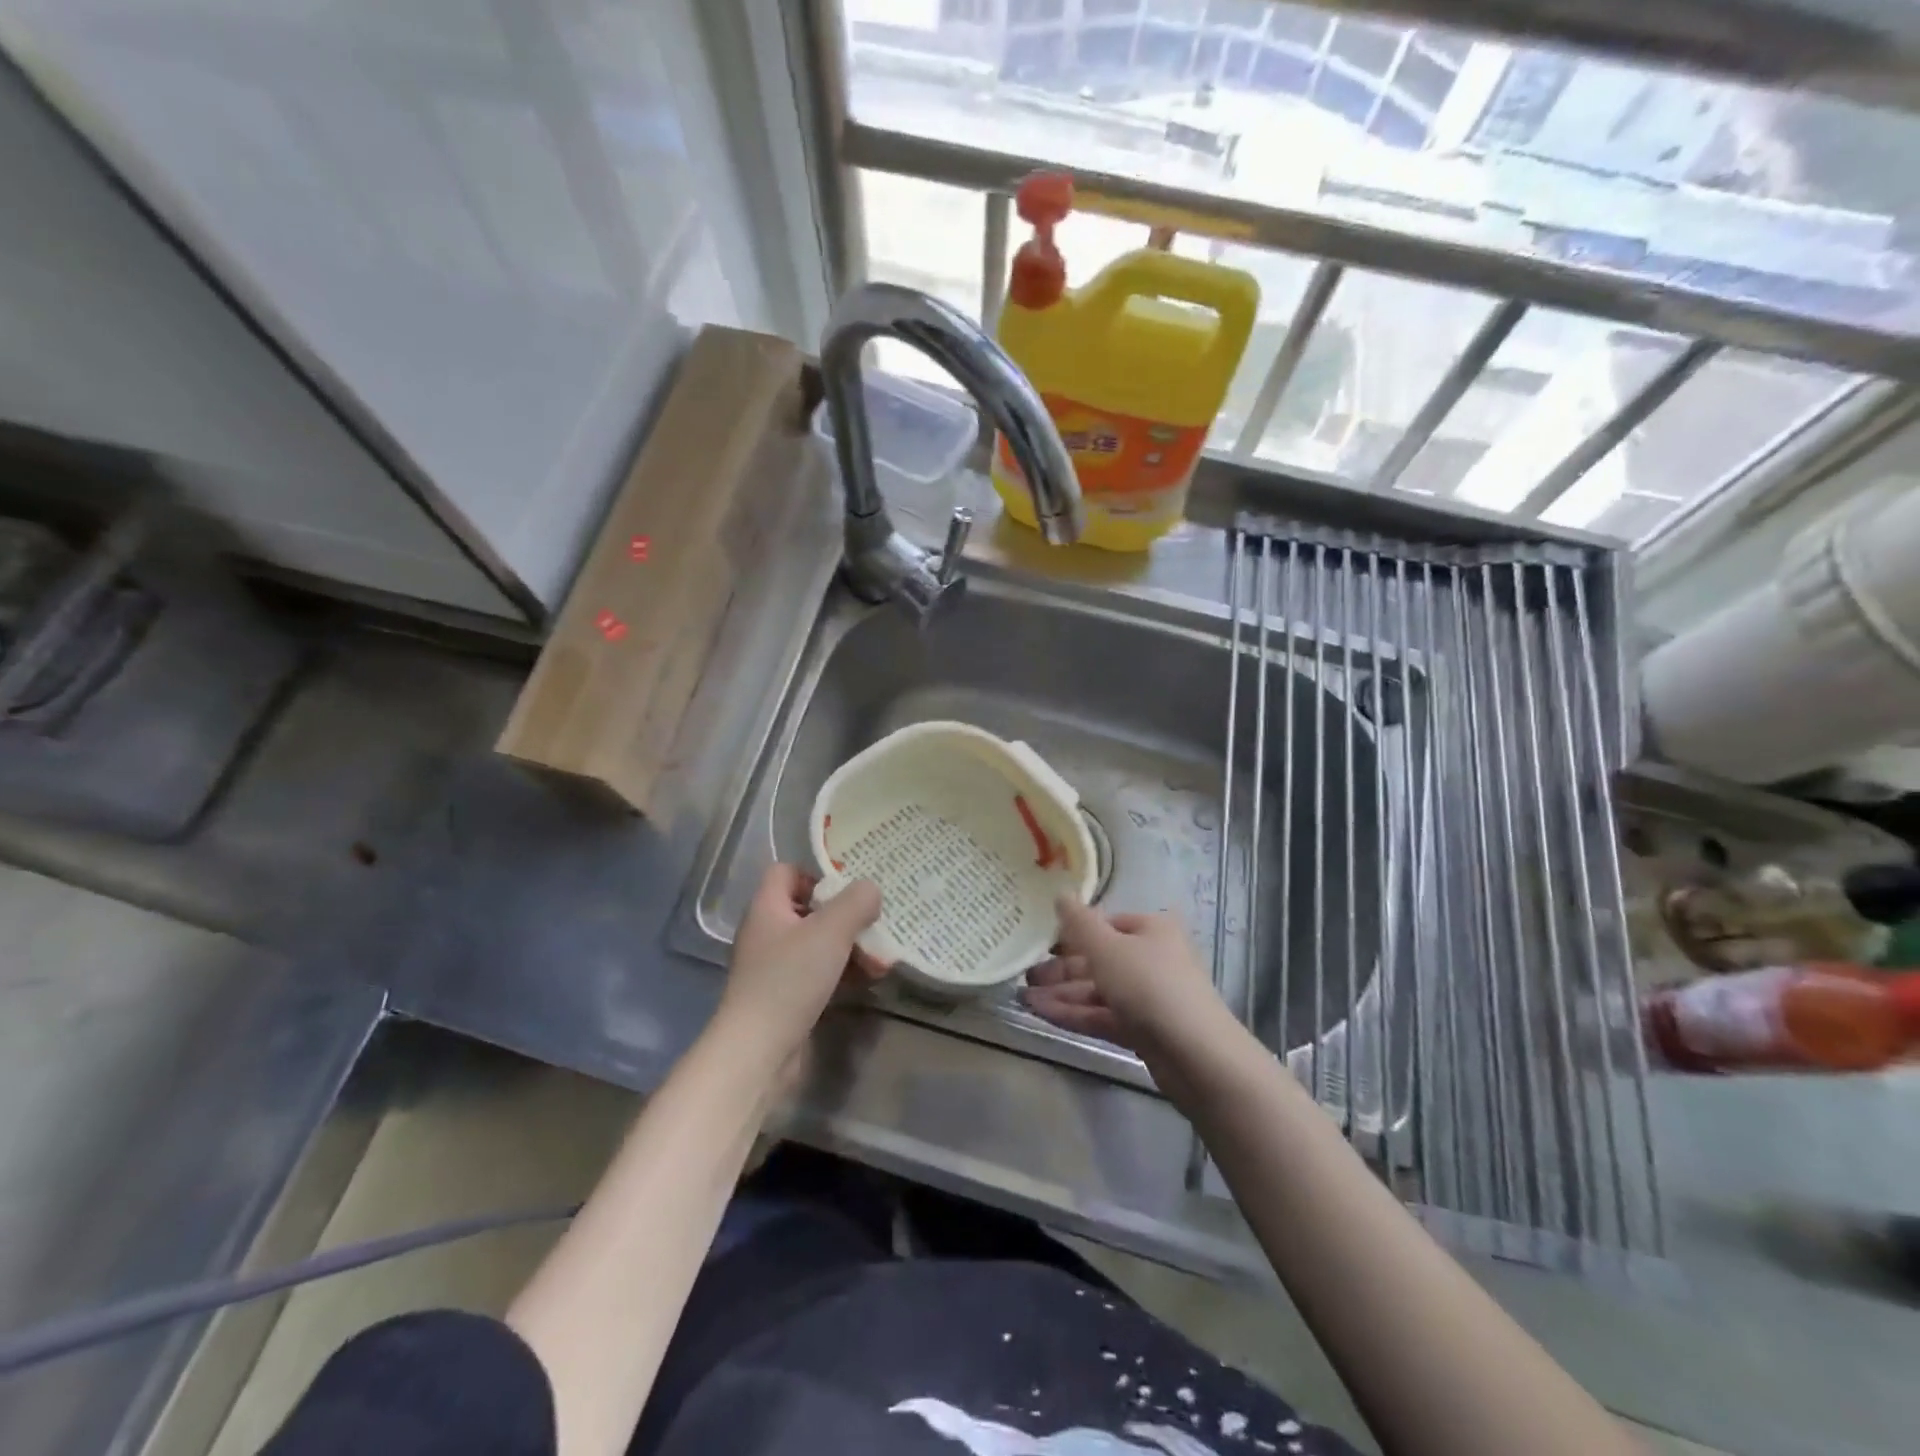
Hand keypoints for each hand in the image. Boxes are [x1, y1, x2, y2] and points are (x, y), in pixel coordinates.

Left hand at [718, 864, 884, 1066]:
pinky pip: (817, 973)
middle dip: (846, 918)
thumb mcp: (831, 931)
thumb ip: (856, 902)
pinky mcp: (784, 997)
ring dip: (851, 949)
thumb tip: (870, 890)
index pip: (786, 872)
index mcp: (767, 908)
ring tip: (880, 962)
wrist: (758, 1051)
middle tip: (874, 928)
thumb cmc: (790, 979)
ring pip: (817, 944)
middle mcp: (767, 933)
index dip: (816, 875)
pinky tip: (867, 982)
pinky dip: (841, 973)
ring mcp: (773, 967)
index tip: (847, 892)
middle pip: (809, 910)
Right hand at [1021, 898, 1231, 1065]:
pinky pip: (1104, 1015)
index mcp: (1151, 930)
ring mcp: (1149, 997)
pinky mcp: (1144, 1031)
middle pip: (1100, 959)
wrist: (1196, 1055)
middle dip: (1062, 968)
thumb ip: (1078, 923)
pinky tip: (1043, 1014)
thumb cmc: (1149, 985)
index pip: (1106, 924)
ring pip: (1099, 990)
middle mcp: (1152, 958)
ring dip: (1062, 993)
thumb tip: (1060, 893)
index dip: (1073, 932)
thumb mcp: (1106, 947)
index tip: (1040, 942)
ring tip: (1024, 998)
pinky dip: (1075, 1014)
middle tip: (1025, 975)